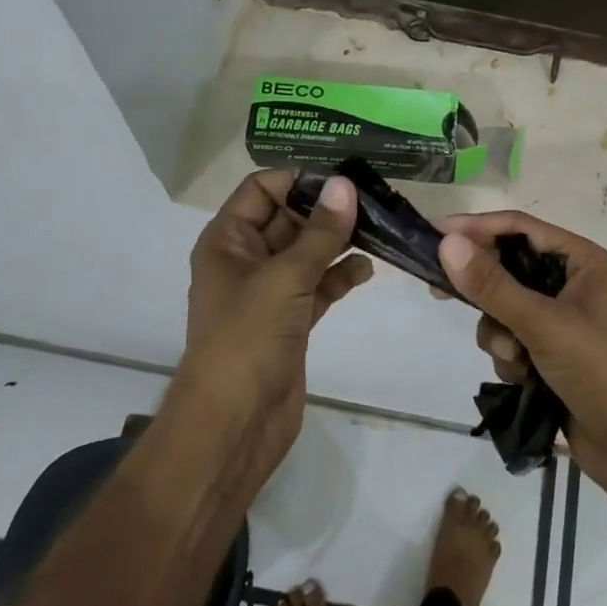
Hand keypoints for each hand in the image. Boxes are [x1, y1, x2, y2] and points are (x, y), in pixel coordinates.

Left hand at [171, 171, 371, 484]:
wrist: (234, 425)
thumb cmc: (247, 339)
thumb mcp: (285, 278)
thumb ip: (319, 232)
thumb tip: (345, 185)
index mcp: (228, 241)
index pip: (261, 190)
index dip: (299, 180)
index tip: (344, 180)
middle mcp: (246, 260)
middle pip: (289, 218)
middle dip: (327, 210)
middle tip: (373, 201)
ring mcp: (270, 292)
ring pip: (308, 253)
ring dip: (339, 242)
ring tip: (378, 230)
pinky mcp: (292, 321)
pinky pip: (319, 285)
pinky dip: (340, 276)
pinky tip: (366, 270)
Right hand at [438, 214, 606, 538]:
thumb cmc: (604, 371)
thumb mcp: (545, 324)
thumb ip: (493, 286)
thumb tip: (446, 243)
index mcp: (580, 261)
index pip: (519, 228)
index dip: (476, 228)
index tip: (434, 234)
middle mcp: (570, 285)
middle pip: (507, 269)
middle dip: (485, 291)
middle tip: (440, 292)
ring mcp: (560, 324)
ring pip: (503, 311)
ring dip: (500, 335)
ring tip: (517, 359)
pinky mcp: (551, 358)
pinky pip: (511, 343)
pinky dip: (510, 360)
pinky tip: (524, 380)